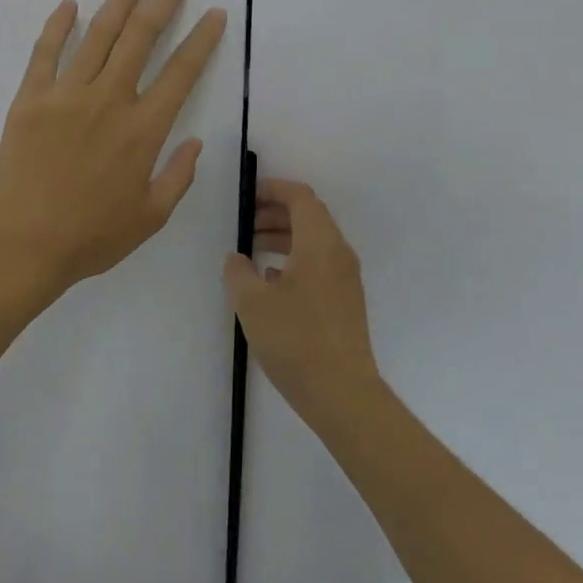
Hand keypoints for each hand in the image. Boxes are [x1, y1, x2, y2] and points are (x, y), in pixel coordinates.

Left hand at [0, 0, 226, 301]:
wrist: (22, 244)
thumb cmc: (91, 236)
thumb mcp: (150, 217)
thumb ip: (178, 176)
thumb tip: (196, 142)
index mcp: (143, 130)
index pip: (181, 73)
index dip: (201, 40)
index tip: (215, 14)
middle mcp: (109, 101)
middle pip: (140, 38)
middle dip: (163, 1)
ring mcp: (66, 95)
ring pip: (98, 35)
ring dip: (119, 0)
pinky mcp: (30, 99)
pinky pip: (45, 52)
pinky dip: (58, 26)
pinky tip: (69, 4)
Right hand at [223, 179, 383, 424]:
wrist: (342, 393)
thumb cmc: (295, 339)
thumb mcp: (252, 303)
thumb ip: (238, 272)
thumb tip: (236, 258)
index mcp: (319, 243)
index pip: (301, 197)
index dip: (273, 190)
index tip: (247, 198)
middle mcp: (338, 253)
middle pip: (309, 216)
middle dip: (276, 214)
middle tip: (245, 225)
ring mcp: (346, 278)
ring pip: (314, 242)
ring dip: (284, 238)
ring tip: (252, 252)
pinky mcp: (346, 301)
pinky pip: (319, 264)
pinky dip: (295, 260)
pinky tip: (271, 283)